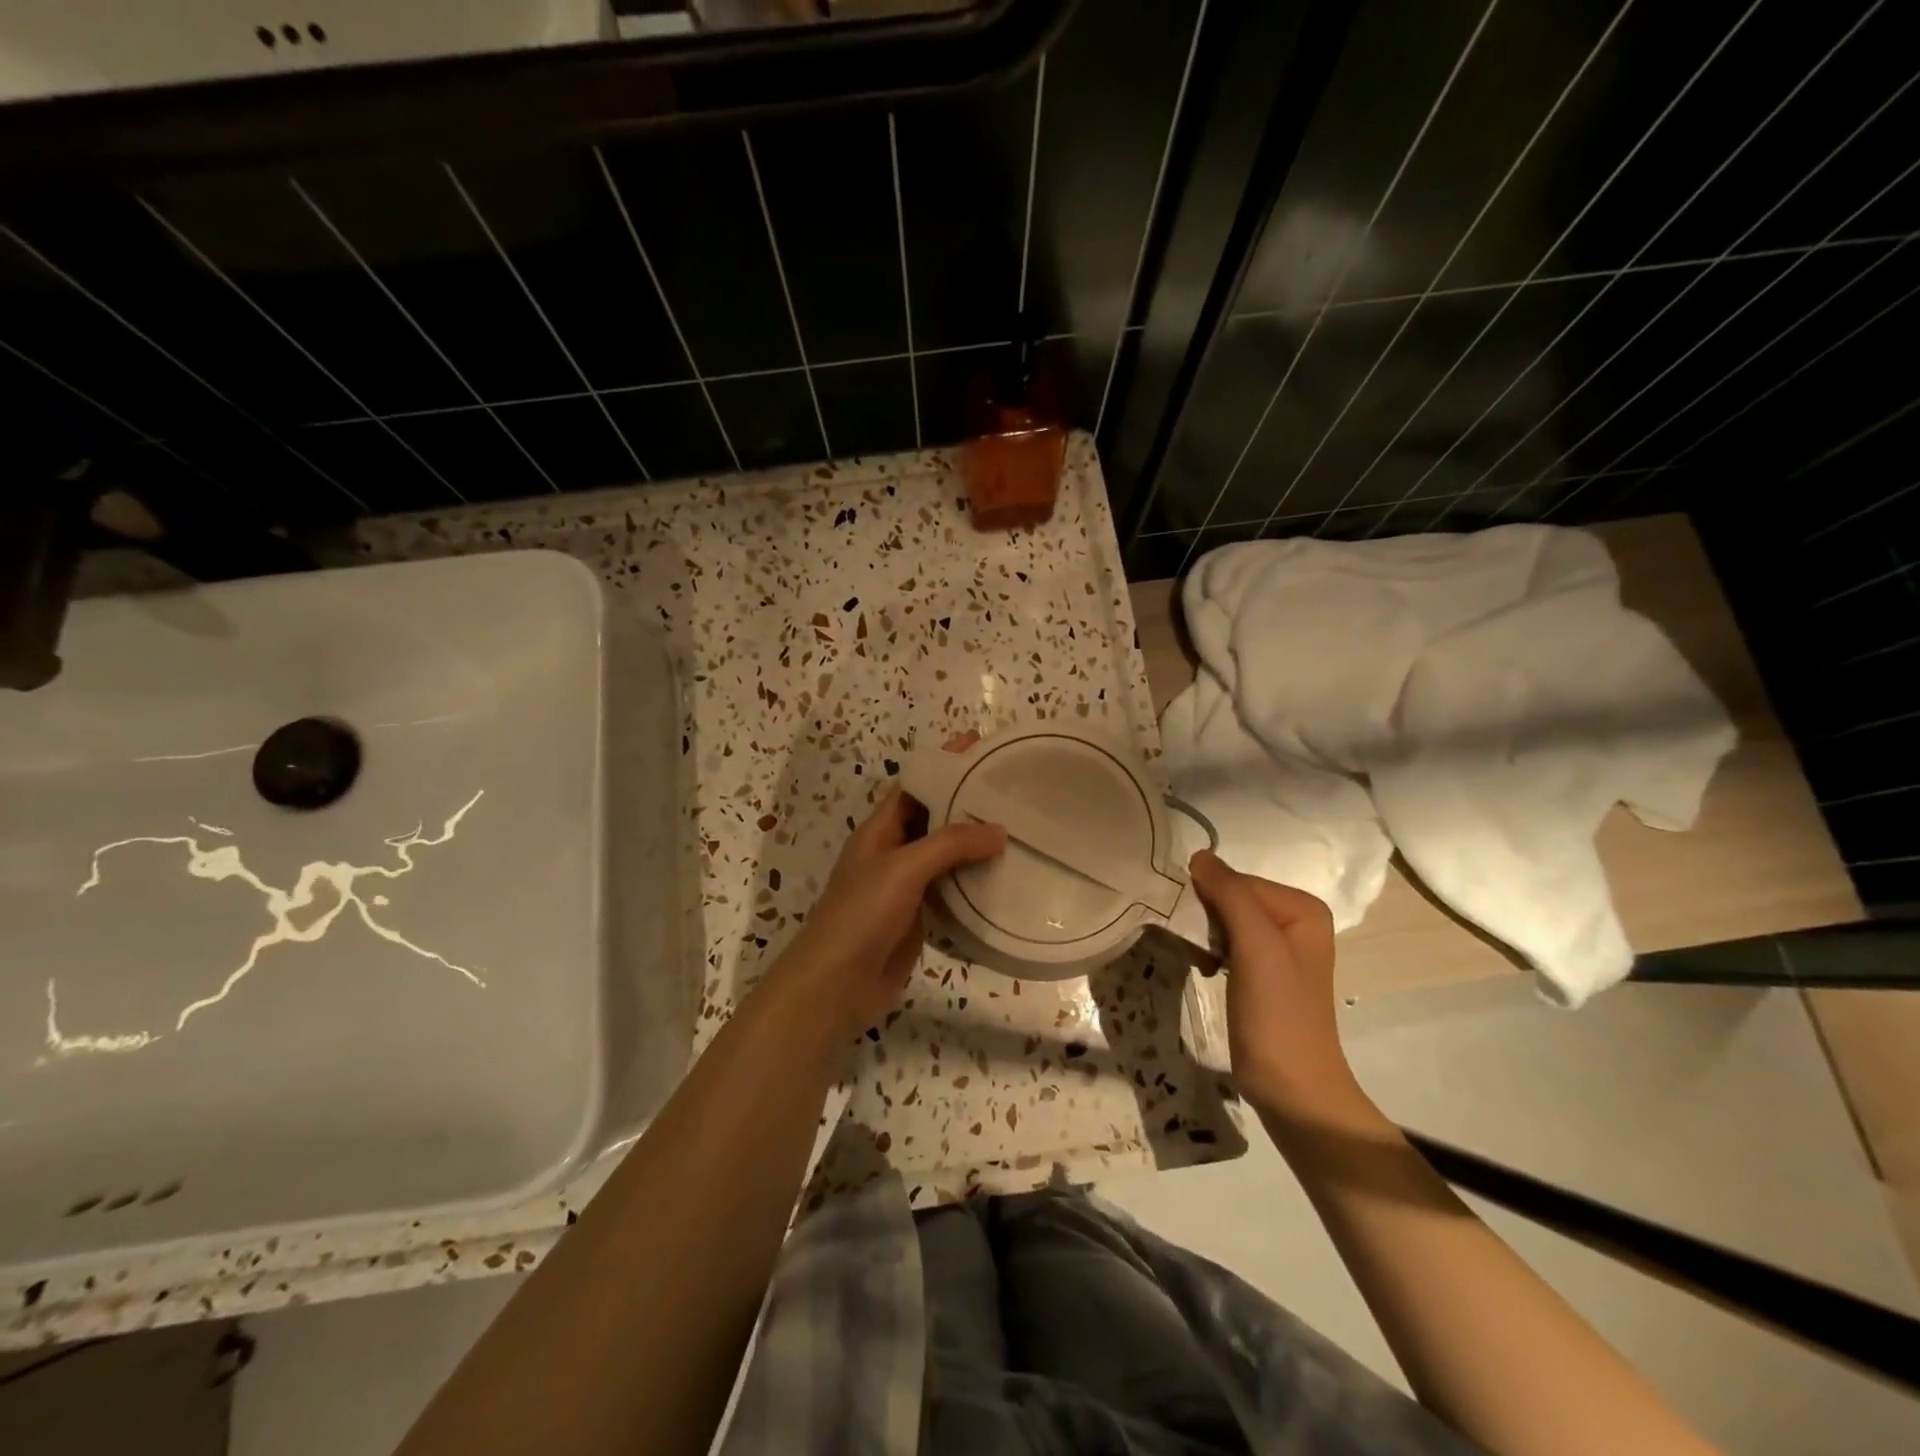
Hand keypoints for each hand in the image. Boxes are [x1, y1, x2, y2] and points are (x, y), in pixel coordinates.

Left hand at [774, 788, 1005, 1044]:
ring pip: (945, 856)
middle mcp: (892, 853)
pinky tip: (1005, 878)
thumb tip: (999, 829)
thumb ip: (950, 844)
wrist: (837, 986)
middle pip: (933, 819)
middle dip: (966, 803)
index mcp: (879, 831)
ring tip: (1018, 829)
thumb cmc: (862, 915)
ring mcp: (905, 888)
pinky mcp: (919, 918)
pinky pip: (951, 891)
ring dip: (975, 845)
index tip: (979, 746)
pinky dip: (975, 883)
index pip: (914, 786)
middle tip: (1011, 790)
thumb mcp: (903, 868)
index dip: (942, 765)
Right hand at [1187, 850, 1361, 1118]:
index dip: (1210, 900)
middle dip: (1207, 919)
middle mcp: (1294, 920)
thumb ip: (1231, 895)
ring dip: (1205, 936)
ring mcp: (1278, 947)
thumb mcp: (1256, 948)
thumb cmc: (1277, 1015)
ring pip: (1224, 920)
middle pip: (1231, 898)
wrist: (1292, 1088)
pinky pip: (1227, 942)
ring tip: (1202, 962)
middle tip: (1198, 949)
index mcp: (1302, 907)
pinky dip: (1210, 952)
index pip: (1237, 881)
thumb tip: (1199, 854)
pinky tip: (1207, 970)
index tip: (1194, 929)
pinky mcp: (1262, 972)